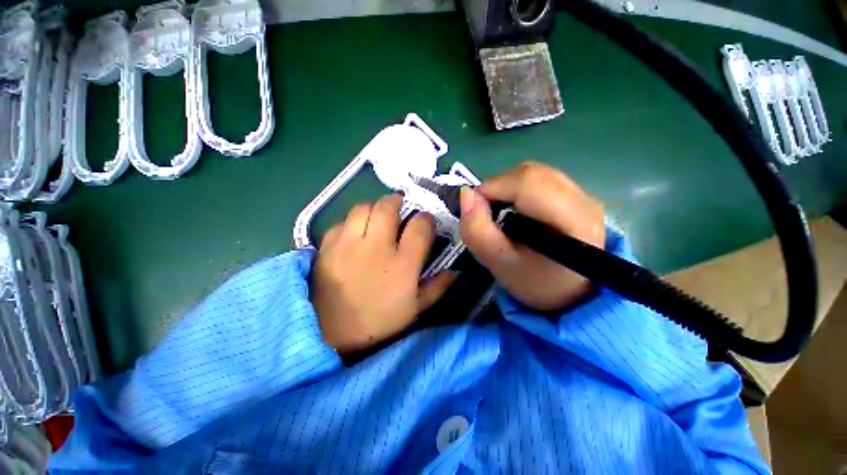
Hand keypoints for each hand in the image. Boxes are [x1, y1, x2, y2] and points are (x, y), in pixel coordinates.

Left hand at [312, 194, 454, 354]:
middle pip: (387, 208)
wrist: (332, 336)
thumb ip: (437, 287)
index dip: (425, 218)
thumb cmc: (380, 323)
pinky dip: (350, 222)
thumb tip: (456, 270)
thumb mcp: (415, 308)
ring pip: (362, 208)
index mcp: (402, 264)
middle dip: (396, 201)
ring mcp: (348, 246)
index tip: (425, 221)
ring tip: (376, 215)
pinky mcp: (327, 248)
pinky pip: (340, 223)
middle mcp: (376, 248)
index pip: (419, 227)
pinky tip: (353, 232)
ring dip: (373, 207)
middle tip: (399, 205)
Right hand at [460, 161, 604, 310]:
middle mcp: (584, 200)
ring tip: (499, 212)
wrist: (571, 293)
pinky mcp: (578, 195)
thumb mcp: (500, 264)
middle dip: (498, 187)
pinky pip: (540, 179)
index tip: (474, 209)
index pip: (527, 183)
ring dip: (506, 188)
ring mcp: (584, 194)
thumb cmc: (536, 283)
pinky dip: (517, 189)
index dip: (492, 189)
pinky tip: (515, 210)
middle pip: (530, 173)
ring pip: (534, 173)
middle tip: (486, 213)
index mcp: (572, 221)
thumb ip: (478, 231)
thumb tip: (465, 194)